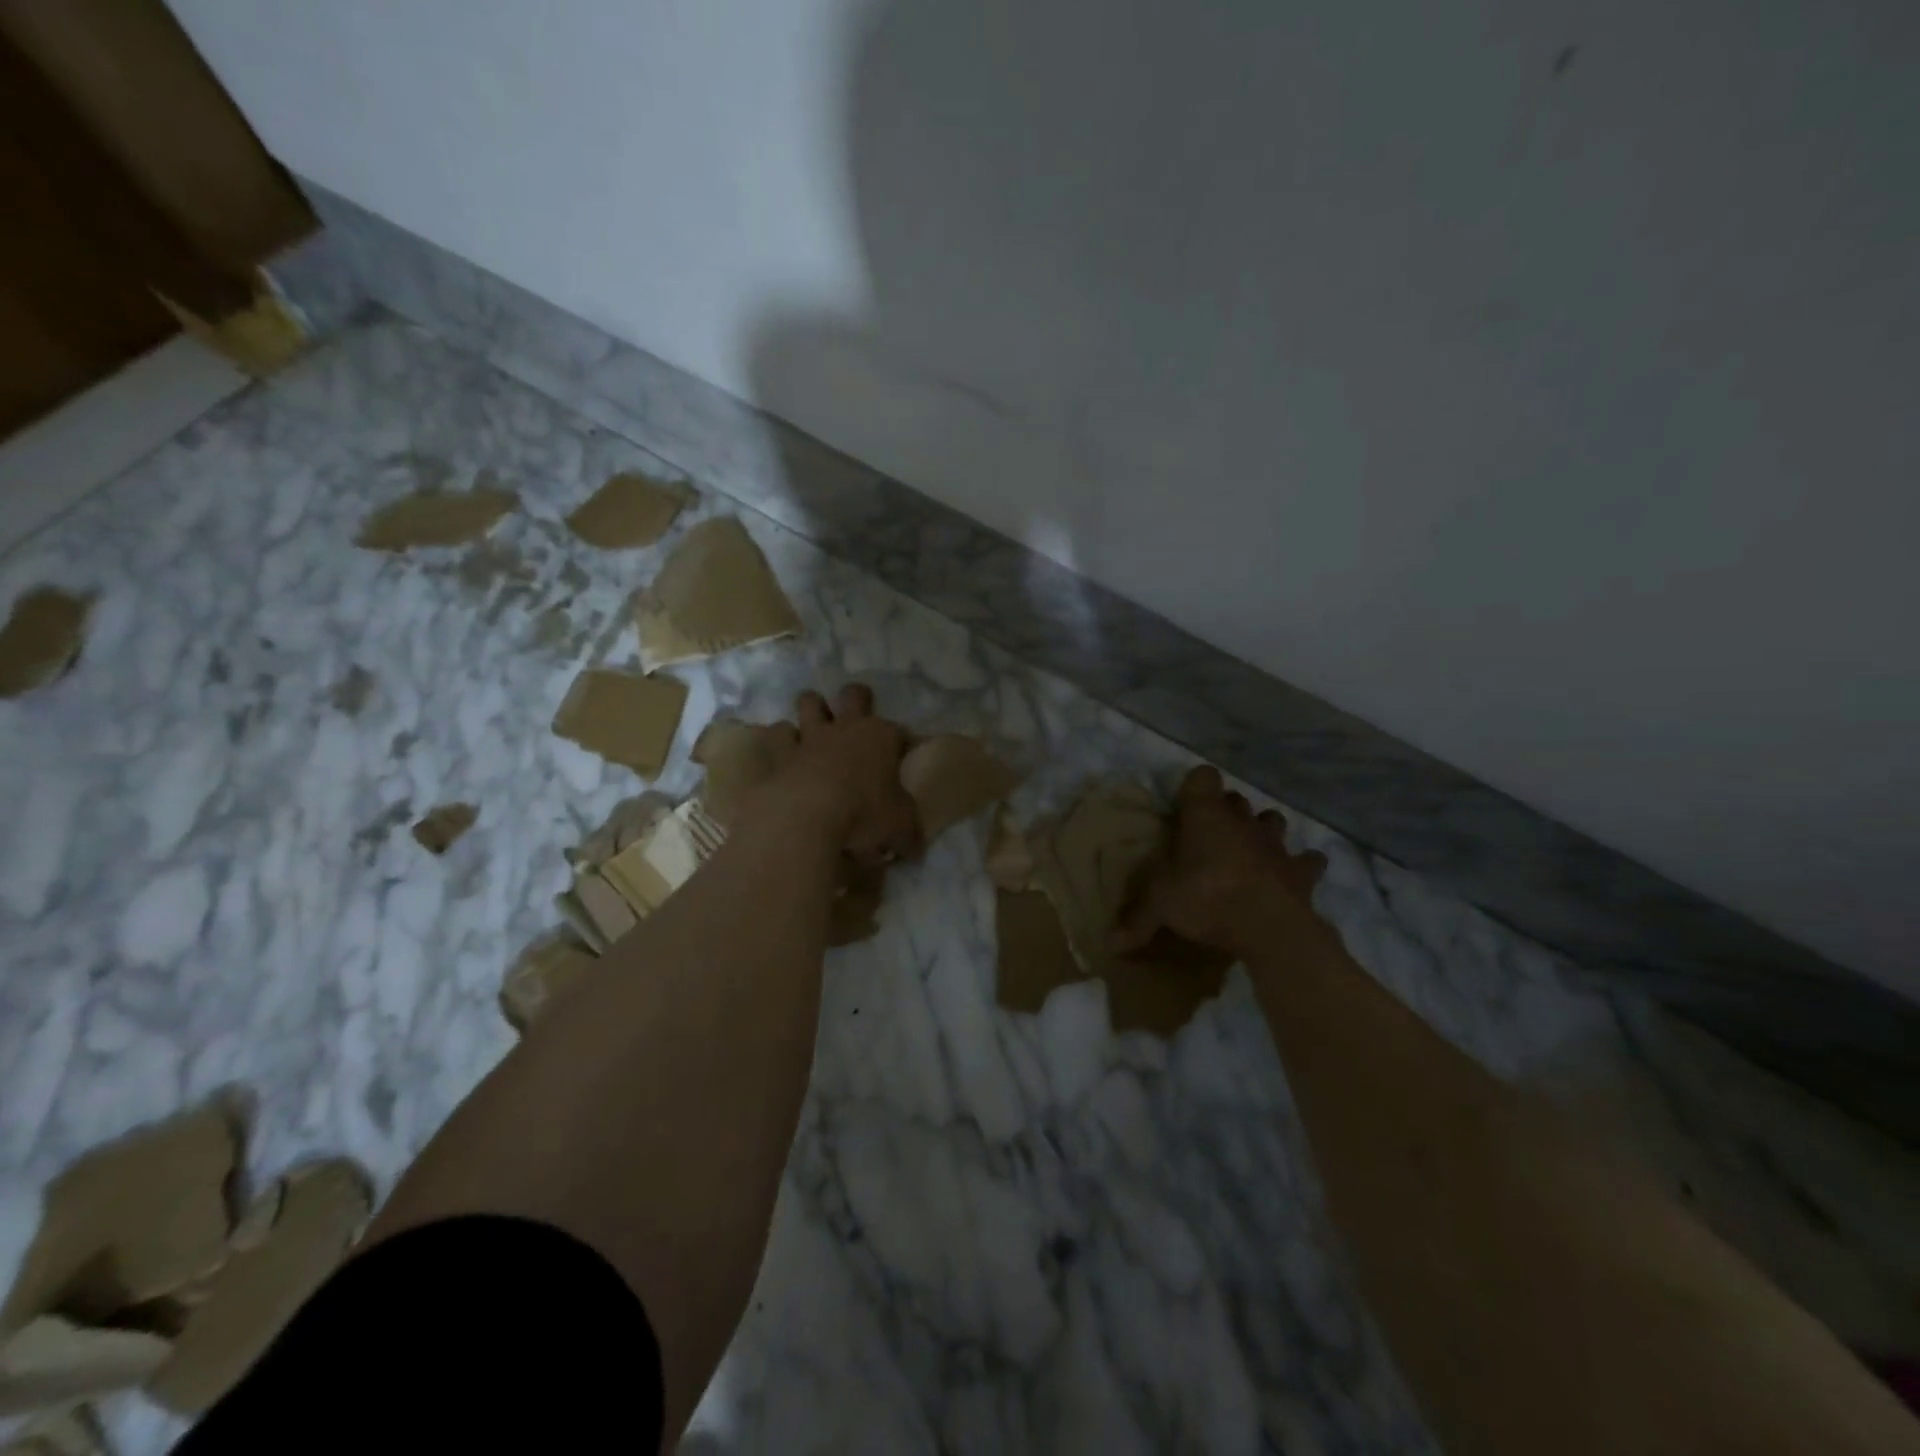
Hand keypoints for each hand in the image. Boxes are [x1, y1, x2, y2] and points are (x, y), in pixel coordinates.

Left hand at [750, 684, 920, 866]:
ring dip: (813, 711)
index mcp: (882, 737)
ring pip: (809, 701)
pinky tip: (785, 756)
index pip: (899, 731)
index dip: (901, 743)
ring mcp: (809, 736)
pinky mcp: (779, 752)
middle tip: (857, 721)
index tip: (901, 759)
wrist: (803, 818)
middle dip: (857, 701)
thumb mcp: (900, 828)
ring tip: (815, 730)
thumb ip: (908, 833)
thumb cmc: (863, 815)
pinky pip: (778, 735)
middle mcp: (846, 727)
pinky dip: (782, 742)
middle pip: (854, 694)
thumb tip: (913, 847)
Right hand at [1113, 766, 1325, 957]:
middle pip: (1235, 799)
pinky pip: (1308, 860)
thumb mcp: (1161, 907)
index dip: (1194, 787)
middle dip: (1225, 811)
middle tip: (1208, 836)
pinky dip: (1302, 865)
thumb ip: (1136, 920)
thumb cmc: (1207, 899)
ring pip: (1272, 820)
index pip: (1202, 777)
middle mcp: (1241, 821)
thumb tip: (1108, 944)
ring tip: (1249, 849)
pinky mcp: (1301, 871)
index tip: (1183, 807)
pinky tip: (1292, 875)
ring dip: (1262, 830)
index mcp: (1205, 817)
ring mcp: (1275, 844)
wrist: (1270, 928)